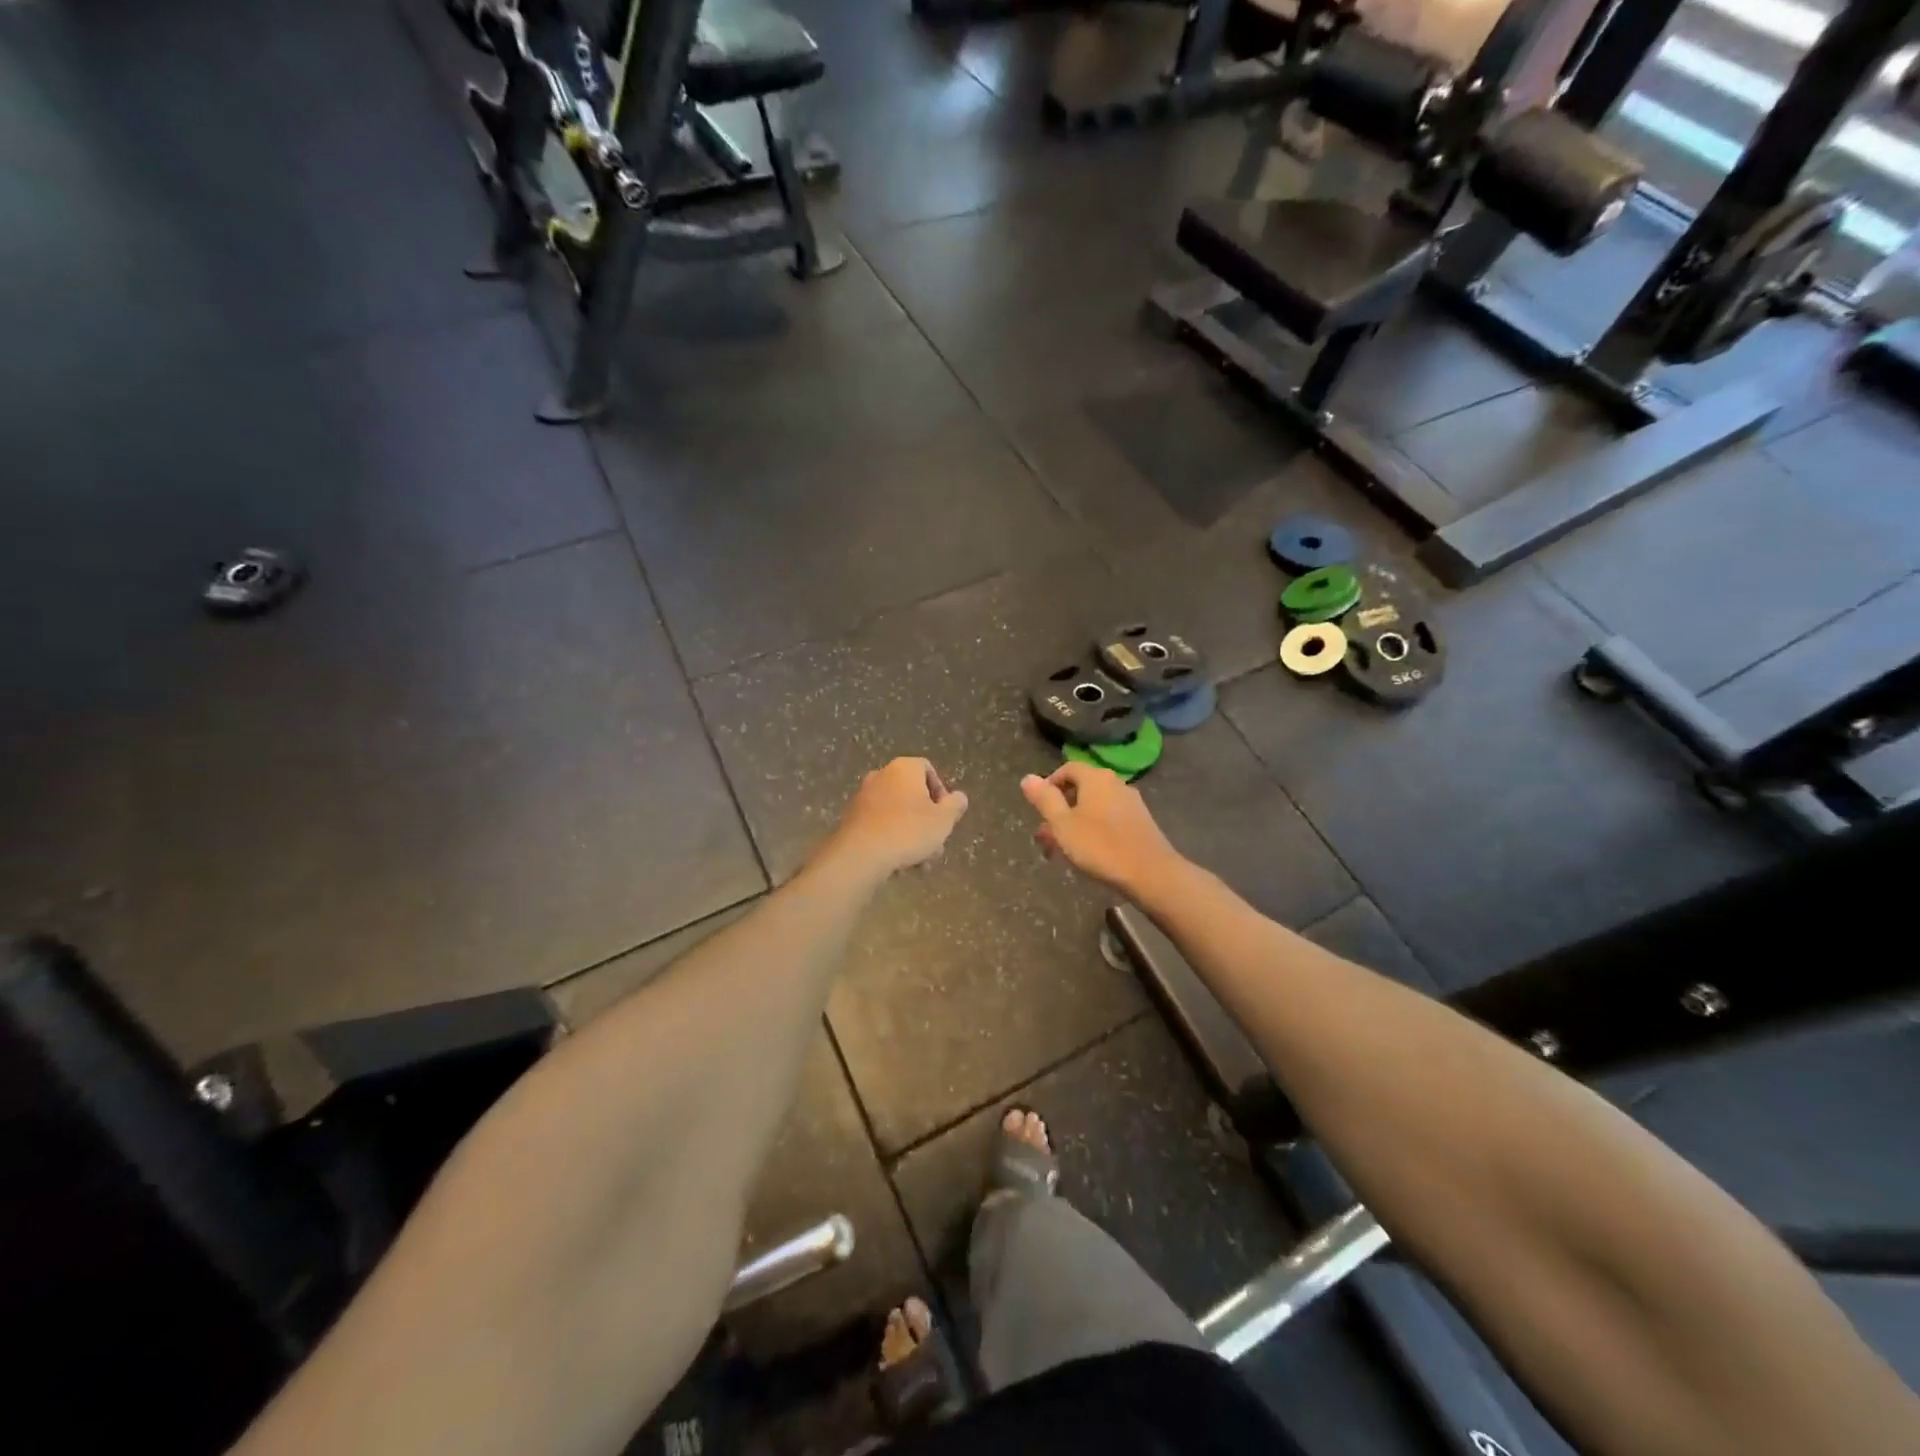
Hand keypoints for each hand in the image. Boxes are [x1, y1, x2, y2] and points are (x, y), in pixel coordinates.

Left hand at [825, 758, 969, 876]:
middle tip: (935, 843)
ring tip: (919, 861)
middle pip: (912, 793)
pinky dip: (891, 837)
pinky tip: (898, 861)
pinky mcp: (851, 817)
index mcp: (904, 768)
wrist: (861, 854)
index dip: (941, 791)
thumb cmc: (908, 831)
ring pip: (896, 812)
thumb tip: (959, 797)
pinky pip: (879, 823)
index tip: (945, 815)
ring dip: (910, 832)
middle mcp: (881, 775)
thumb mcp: (943, 820)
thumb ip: (955, 805)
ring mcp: (863, 796)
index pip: (927, 769)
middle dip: (926, 819)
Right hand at [1020, 762, 1182, 893]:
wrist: (1150, 872)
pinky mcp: (1141, 822)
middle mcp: (1115, 783)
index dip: (1050, 783)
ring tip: (1063, 848)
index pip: (1068, 768)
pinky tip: (1090, 851)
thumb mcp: (1063, 824)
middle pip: (1082, 788)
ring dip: (1076, 822)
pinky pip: (1110, 818)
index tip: (1039, 806)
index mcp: (1095, 778)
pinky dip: (1095, 828)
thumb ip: (1045, 800)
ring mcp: (1131, 802)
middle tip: (1046, 834)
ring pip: (1095, 806)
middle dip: (1061, 808)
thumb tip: (1028, 778)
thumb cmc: (1100, 846)